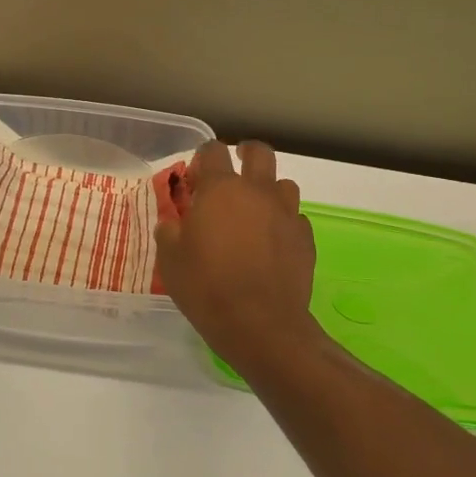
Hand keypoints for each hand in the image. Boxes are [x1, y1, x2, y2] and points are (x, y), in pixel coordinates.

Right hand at [155, 140, 324, 373]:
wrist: (260, 324)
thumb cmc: (207, 287)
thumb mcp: (170, 260)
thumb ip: (169, 232)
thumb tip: (172, 223)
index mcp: (220, 190)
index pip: (212, 151)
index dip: (202, 158)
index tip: (195, 177)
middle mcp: (257, 192)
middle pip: (259, 152)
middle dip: (245, 153)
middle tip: (234, 169)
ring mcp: (286, 214)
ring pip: (283, 184)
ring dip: (268, 189)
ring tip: (255, 210)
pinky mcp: (305, 238)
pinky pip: (295, 218)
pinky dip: (283, 222)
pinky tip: (272, 242)